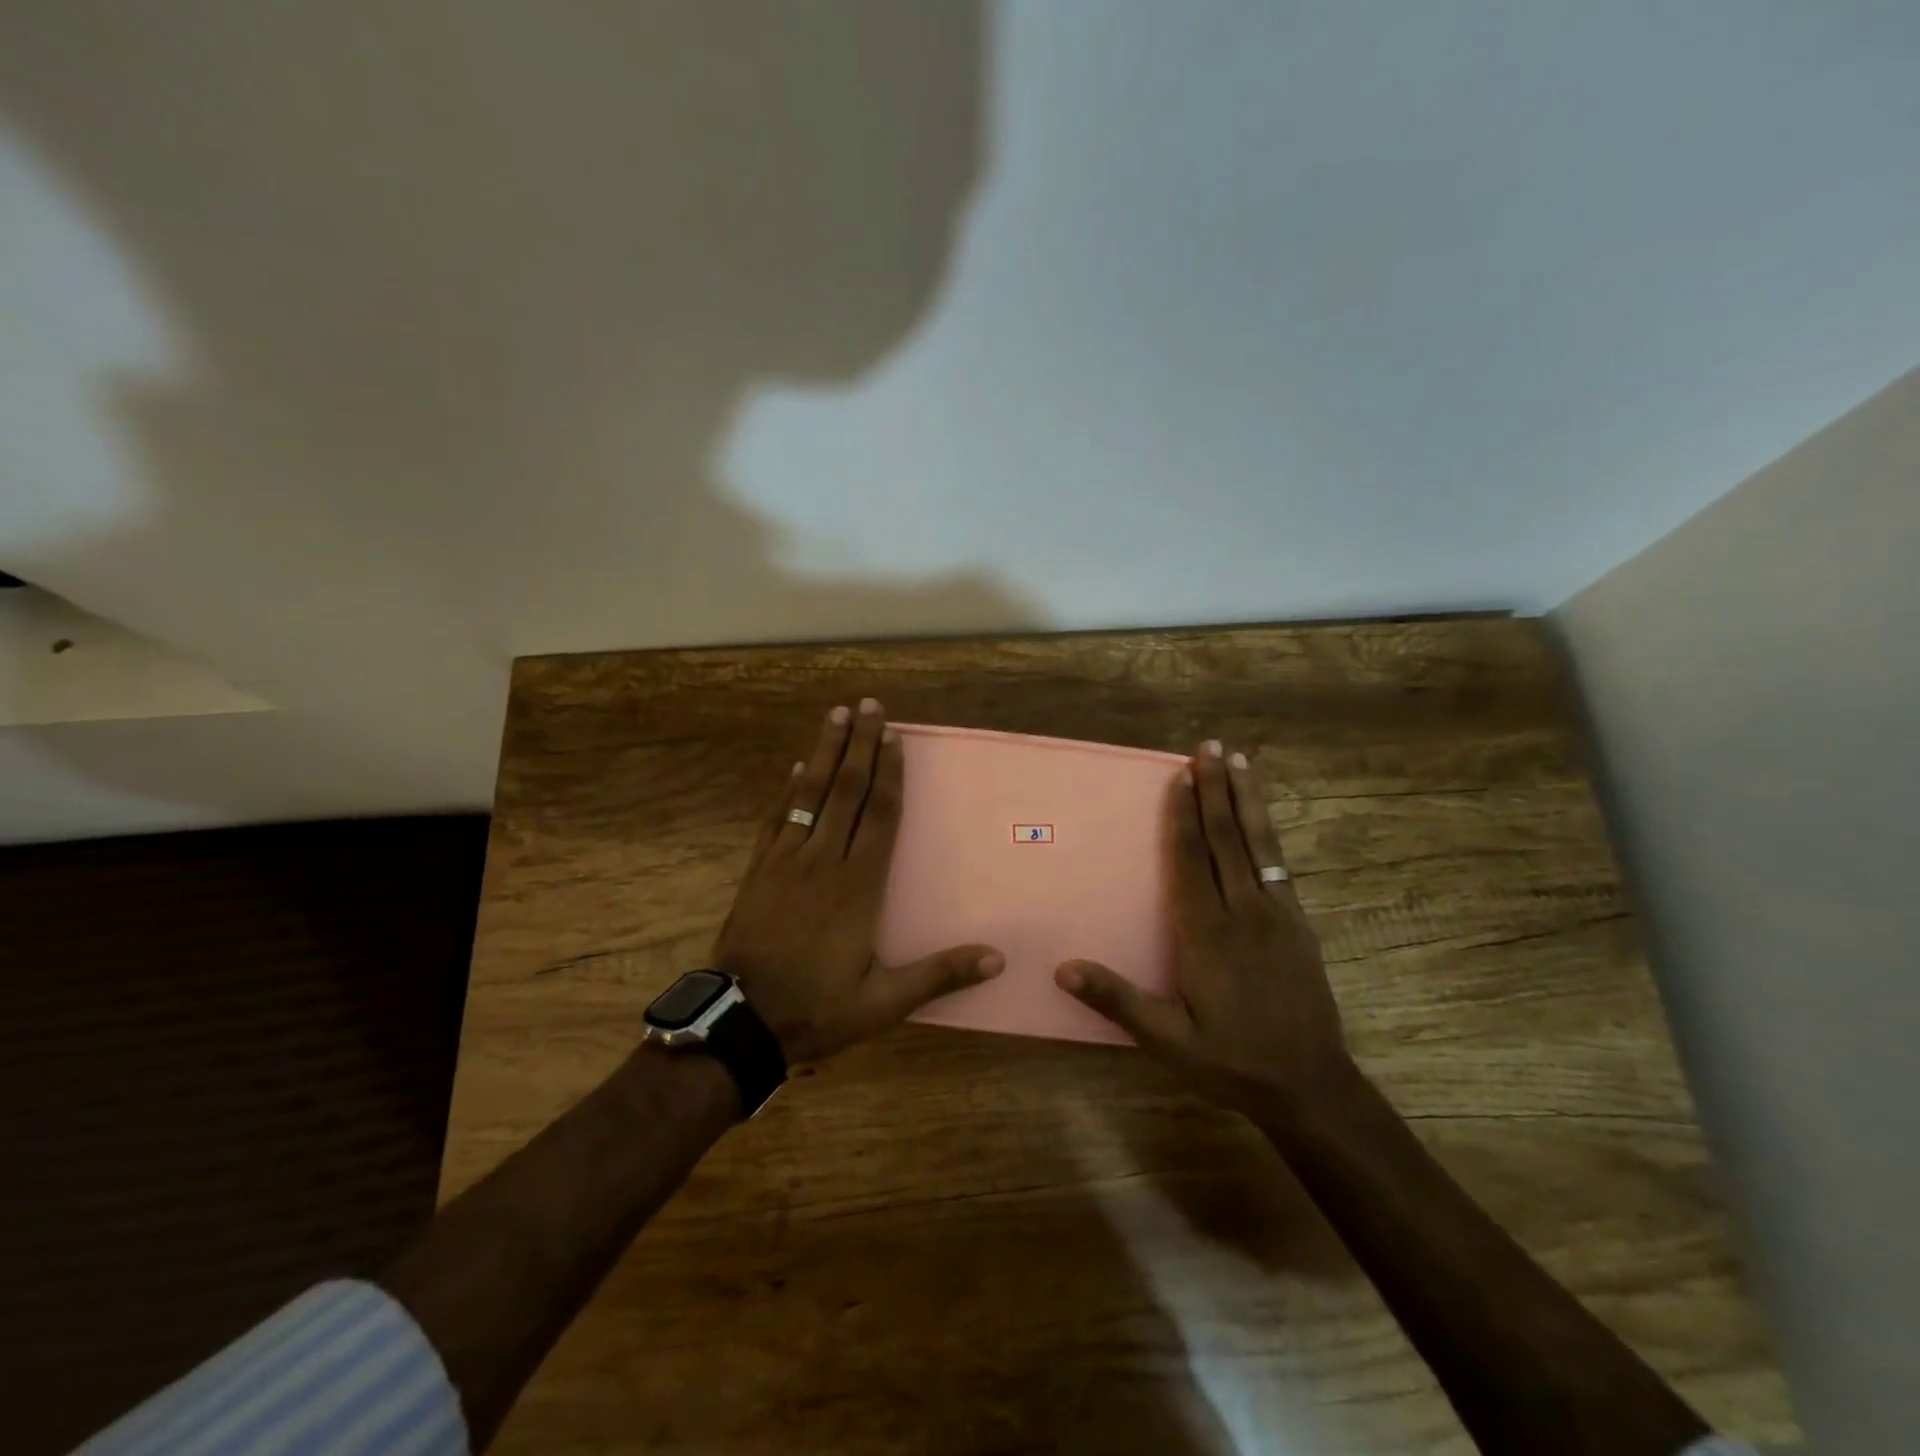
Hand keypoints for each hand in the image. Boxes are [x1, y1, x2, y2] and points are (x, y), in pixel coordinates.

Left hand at [713, 698, 1004, 1064]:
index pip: (878, 816)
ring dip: (824, 752)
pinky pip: (777, 819)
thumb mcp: (883, 1002)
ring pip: (810, 795)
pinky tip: (795, 768)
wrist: (740, 1022)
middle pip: (845, 791)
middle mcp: (824, 861)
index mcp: (858, 886)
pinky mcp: (759, 870)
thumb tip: (997, 958)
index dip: (888, 773)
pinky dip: (788, 791)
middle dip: (859, 745)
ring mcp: (786, 862)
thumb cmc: (817, 1009)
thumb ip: (938, 975)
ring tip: (835, 715)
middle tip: (869, 705)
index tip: (894, 737)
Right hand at [1054, 739, 1354, 1126]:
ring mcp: (1277, 916)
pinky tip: (1262, 817)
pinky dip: (1267, 832)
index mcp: (1207, 935)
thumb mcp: (1168, 1041)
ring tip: (1239, 761)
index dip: (1182, 818)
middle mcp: (1243, 913)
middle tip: (1208, 747)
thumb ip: (1118, 1000)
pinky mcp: (1298, 924)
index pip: (1190, 863)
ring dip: (1246, 799)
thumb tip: (1063, 968)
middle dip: (1214, 790)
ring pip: (1258, 844)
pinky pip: (1278, 865)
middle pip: (1225, 840)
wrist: (1311, 1087)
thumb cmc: (1231, 1062)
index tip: (1178, 778)